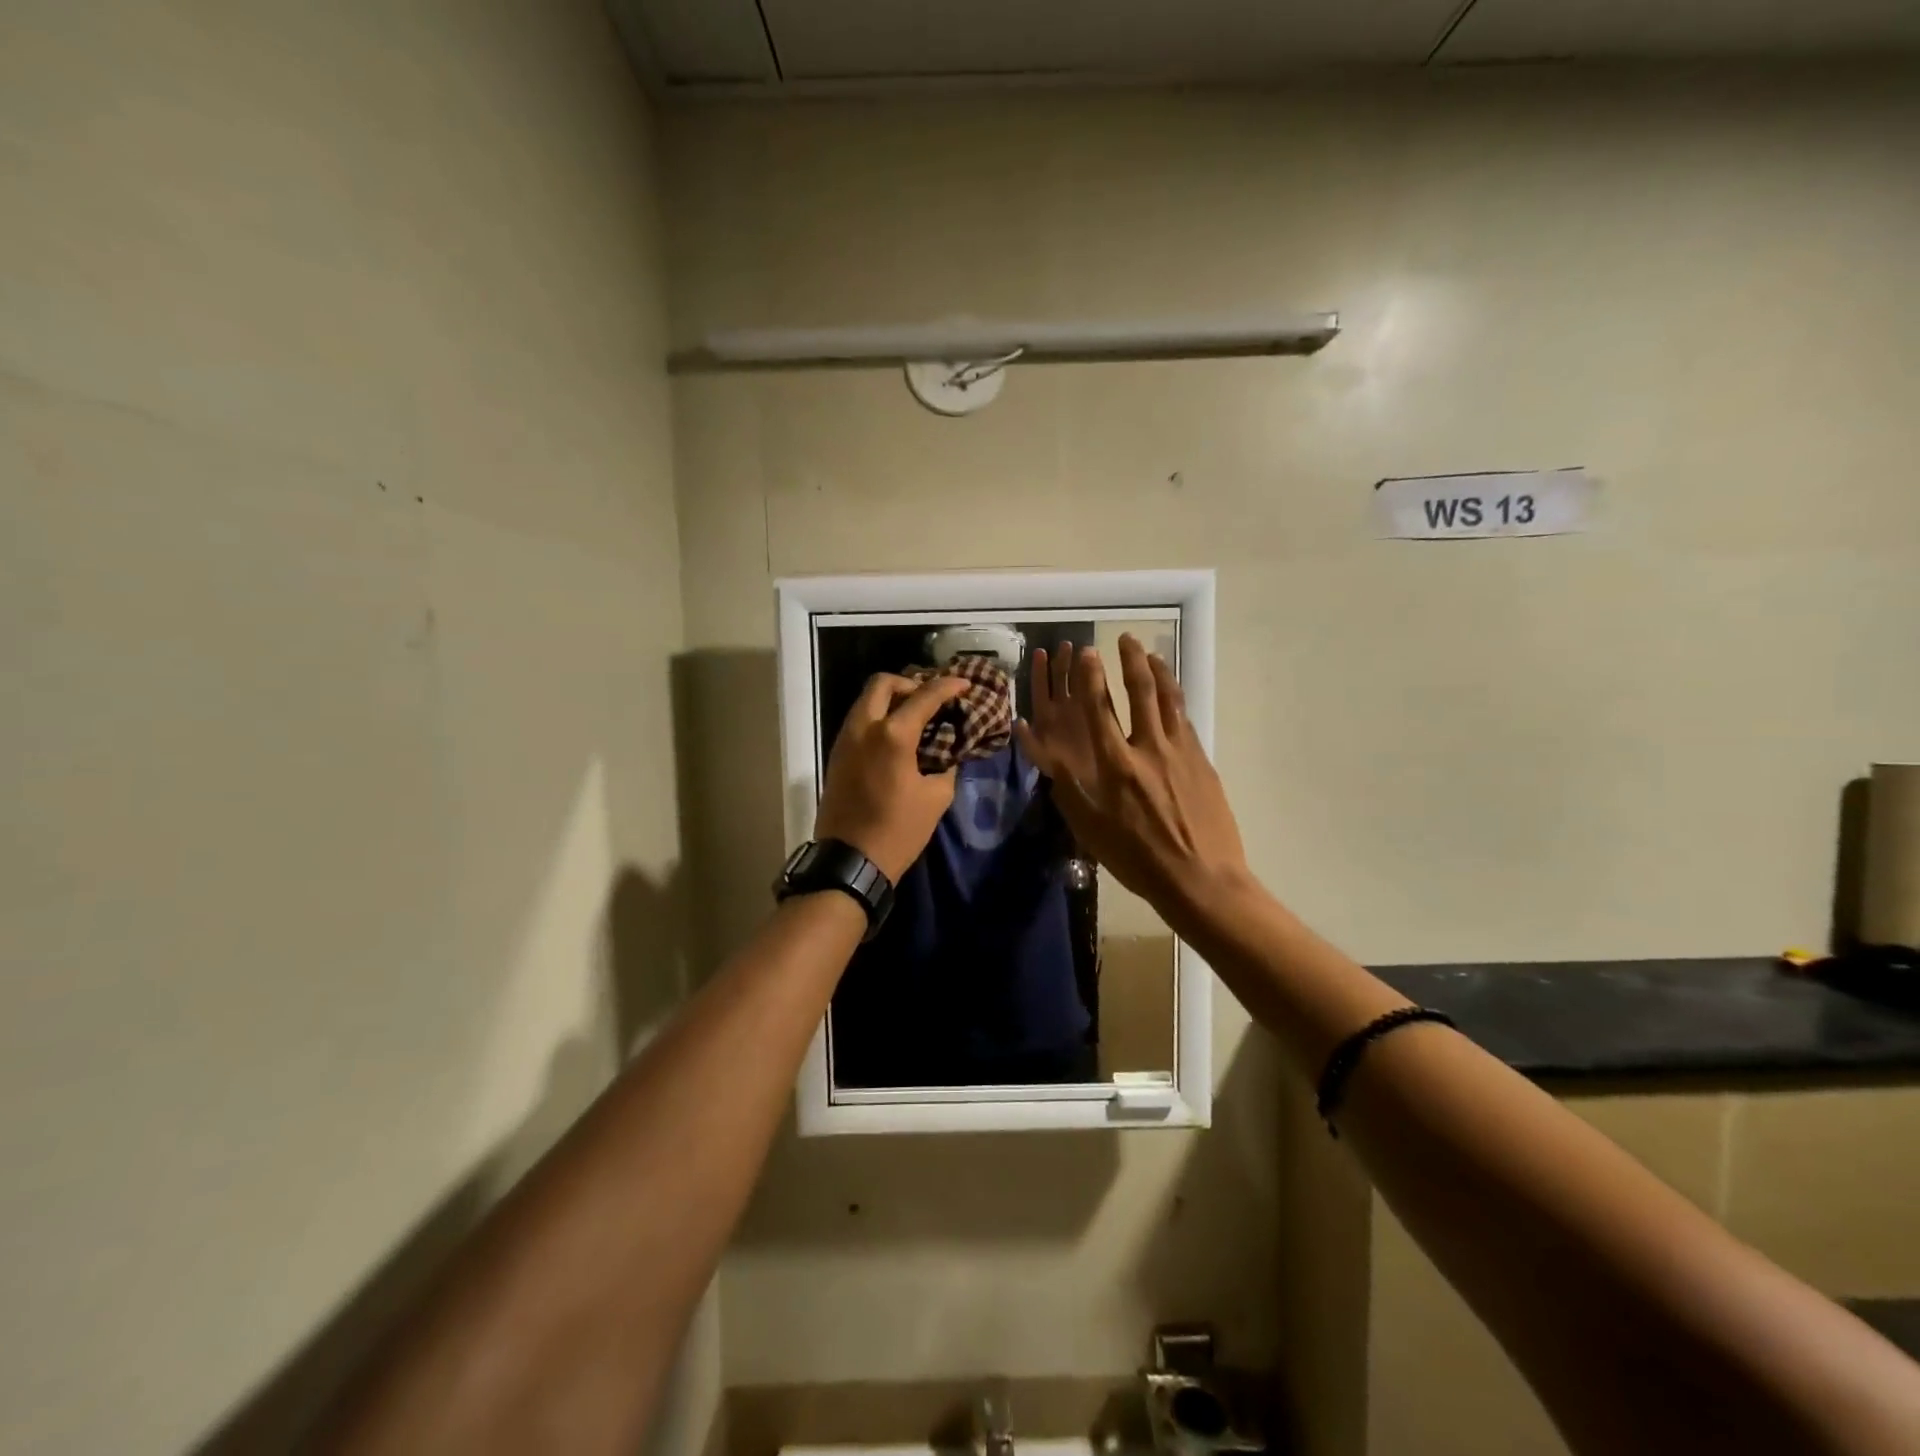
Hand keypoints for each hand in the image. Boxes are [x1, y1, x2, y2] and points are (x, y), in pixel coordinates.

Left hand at [814, 672, 969, 882]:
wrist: (850, 860)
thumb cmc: (898, 831)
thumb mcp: (936, 799)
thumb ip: (947, 767)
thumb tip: (949, 754)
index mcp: (893, 735)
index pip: (925, 696)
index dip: (948, 686)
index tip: (964, 685)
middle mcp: (864, 728)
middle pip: (882, 683)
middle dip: (909, 683)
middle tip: (929, 699)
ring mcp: (845, 740)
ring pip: (866, 701)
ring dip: (891, 700)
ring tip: (915, 717)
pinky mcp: (837, 756)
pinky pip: (858, 721)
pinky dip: (878, 718)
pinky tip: (896, 738)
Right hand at [1014, 635, 1250, 916]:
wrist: (1202, 879)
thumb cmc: (1138, 860)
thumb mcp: (1091, 831)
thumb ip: (1071, 790)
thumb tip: (1052, 758)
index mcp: (1116, 766)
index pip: (1100, 710)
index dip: (1092, 678)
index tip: (1089, 655)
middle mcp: (1148, 749)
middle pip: (1141, 692)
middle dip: (1131, 660)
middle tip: (1126, 639)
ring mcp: (1180, 752)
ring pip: (1170, 700)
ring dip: (1159, 672)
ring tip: (1151, 654)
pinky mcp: (1202, 762)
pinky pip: (1186, 721)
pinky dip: (1177, 700)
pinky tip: (1173, 696)